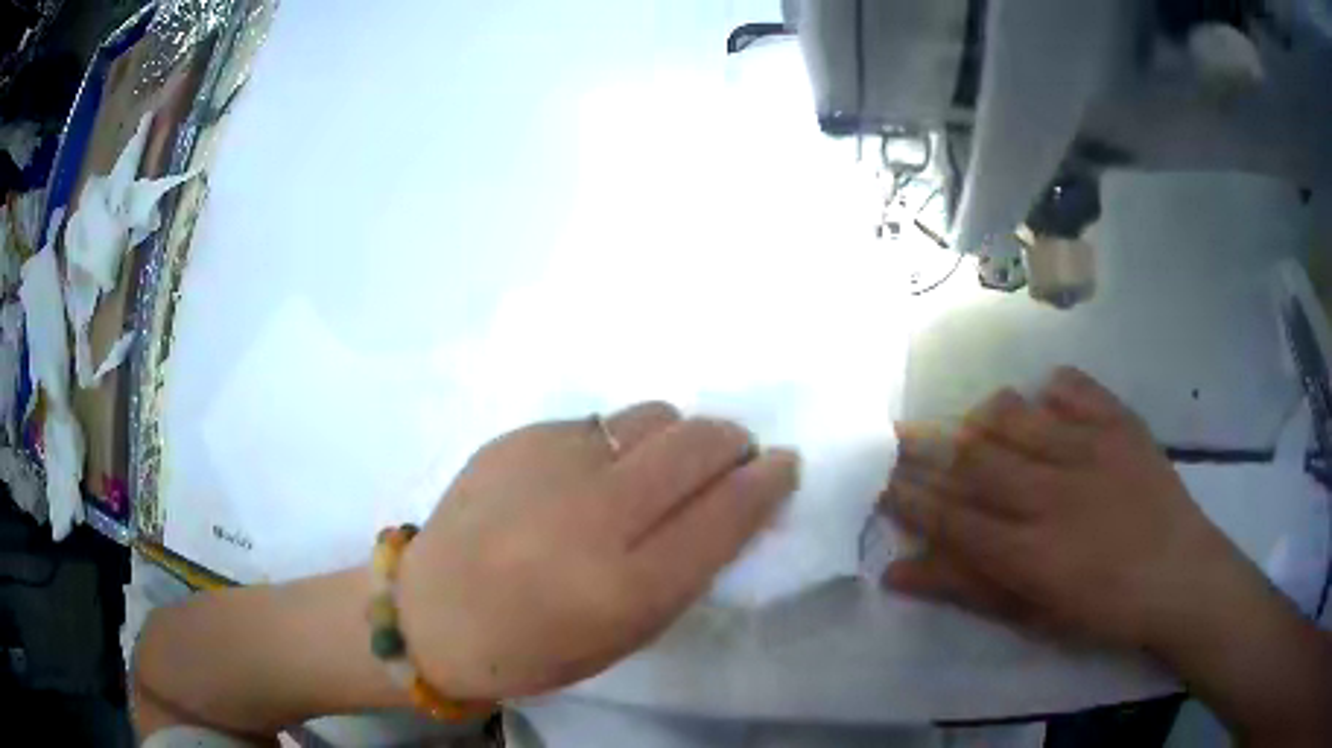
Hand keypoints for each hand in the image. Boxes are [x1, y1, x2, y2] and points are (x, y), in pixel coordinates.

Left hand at [397, 402, 798, 698]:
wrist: (433, 611)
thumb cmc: (536, 647)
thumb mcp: (628, 634)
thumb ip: (686, 568)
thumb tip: (733, 503)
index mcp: (626, 583)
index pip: (727, 511)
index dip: (768, 480)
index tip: (783, 465)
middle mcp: (593, 512)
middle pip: (696, 444)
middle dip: (732, 441)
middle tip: (734, 454)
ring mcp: (552, 463)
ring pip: (652, 416)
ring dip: (676, 437)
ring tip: (661, 465)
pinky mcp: (520, 435)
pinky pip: (599, 423)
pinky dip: (617, 444)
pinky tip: (591, 474)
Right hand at [882, 367, 1254, 651]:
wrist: (1180, 575)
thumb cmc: (1103, 610)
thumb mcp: (1033, 616)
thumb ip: (968, 589)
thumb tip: (898, 572)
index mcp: (1029, 551)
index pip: (950, 516)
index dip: (909, 496)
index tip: (881, 480)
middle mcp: (1052, 493)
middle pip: (973, 459)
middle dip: (927, 448)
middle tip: (902, 439)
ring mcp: (1089, 449)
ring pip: (1014, 413)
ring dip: (982, 418)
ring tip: (974, 427)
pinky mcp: (1120, 423)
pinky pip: (1073, 387)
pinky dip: (1049, 389)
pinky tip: (1045, 403)